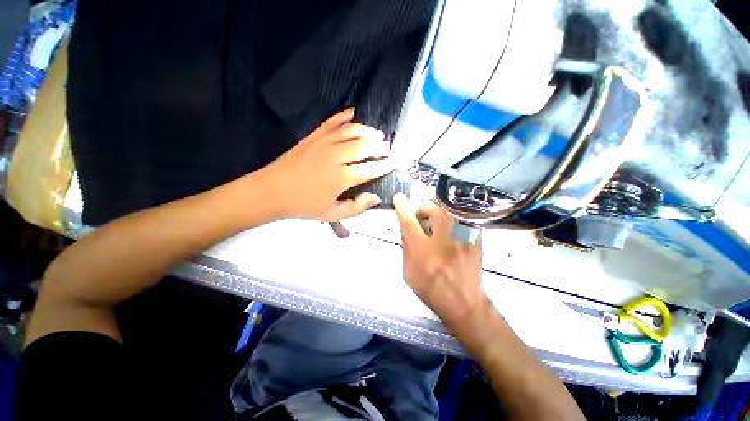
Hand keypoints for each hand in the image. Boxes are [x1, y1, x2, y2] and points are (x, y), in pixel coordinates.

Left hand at [262, 109, 394, 221]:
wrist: (272, 190)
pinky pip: (331, 122)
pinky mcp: (313, 136)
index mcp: (342, 178)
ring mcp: (324, 143)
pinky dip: (343, 116)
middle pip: (365, 146)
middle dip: (380, 146)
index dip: (386, 164)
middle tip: (388, 147)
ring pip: (352, 131)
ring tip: (376, 133)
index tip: (396, 160)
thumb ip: (355, 207)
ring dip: (367, 130)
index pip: (371, 168)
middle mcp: (336, 157)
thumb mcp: (330, 214)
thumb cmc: (301, 205)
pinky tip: (352, 113)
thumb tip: (376, 197)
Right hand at [393, 193, 485, 327]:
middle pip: (433, 209)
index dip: (402, 207)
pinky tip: (451, 227)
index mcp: (423, 252)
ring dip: (439, 211)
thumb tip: (406, 229)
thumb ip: (407, 249)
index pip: (409, 221)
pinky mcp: (476, 238)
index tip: (399, 198)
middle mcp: (444, 241)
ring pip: (450, 211)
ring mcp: (463, 238)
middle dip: (424, 205)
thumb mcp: (409, 274)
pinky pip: (463, 218)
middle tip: (420, 212)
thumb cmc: (431, 291)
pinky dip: (454, 219)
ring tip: (435, 220)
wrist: (463, 301)